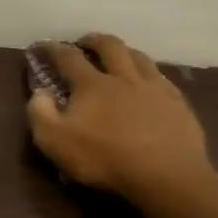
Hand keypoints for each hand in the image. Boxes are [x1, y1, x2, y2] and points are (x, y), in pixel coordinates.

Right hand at [27, 34, 217, 208]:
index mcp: (92, 84)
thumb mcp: (56, 142)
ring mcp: (154, 88)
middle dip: (93, 40)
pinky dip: (149, 73)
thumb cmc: (106, 159)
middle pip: (109, 45)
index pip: (68, 56)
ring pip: (139, 56)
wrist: (167, 177)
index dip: (52, 48)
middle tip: (85, 43)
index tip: (42, 46)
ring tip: (118, 57)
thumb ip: (40, 114)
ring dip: (124, 52)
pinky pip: (162, 77)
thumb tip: (40, 92)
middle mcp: (123, 77)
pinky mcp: (178, 103)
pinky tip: (149, 82)